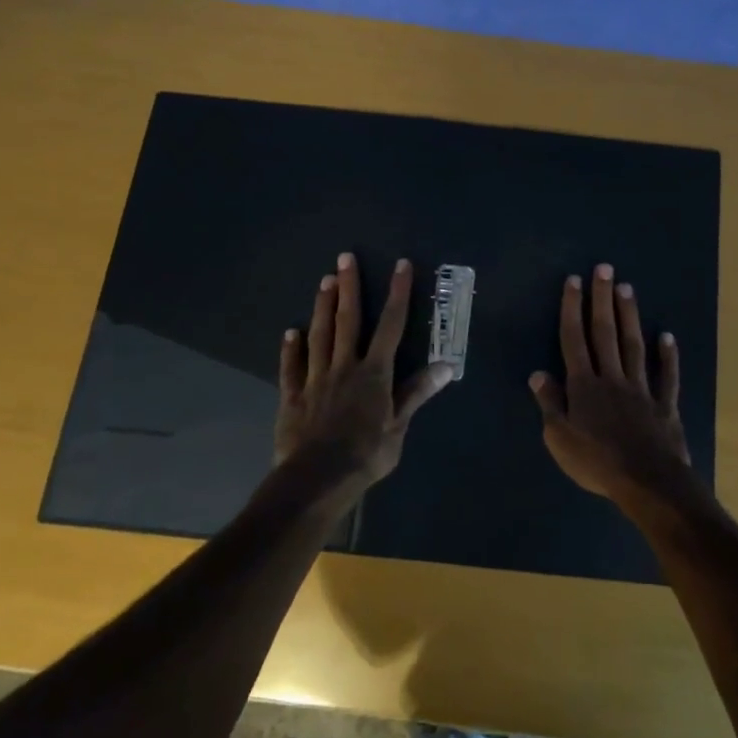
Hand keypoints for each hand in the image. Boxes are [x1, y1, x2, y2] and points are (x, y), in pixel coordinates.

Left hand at [276, 254, 453, 495]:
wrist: (317, 479)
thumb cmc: (365, 454)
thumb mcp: (399, 427)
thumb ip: (417, 393)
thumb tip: (447, 365)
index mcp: (375, 373)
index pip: (392, 326)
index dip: (398, 294)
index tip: (401, 265)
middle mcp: (345, 366)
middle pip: (349, 320)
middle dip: (349, 287)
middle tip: (344, 258)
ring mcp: (316, 379)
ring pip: (320, 336)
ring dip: (322, 307)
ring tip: (323, 281)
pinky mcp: (293, 397)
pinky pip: (292, 367)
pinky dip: (291, 349)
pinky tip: (290, 332)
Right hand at [530, 264, 693, 510]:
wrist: (648, 482)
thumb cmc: (597, 463)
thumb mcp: (560, 439)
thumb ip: (550, 404)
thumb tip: (538, 373)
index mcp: (584, 386)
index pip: (574, 340)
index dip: (572, 309)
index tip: (574, 281)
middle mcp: (612, 378)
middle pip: (605, 333)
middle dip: (602, 299)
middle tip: (604, 268)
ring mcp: (641, 389)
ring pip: (634, 346)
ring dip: (630, 316)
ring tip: (627, 288)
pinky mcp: (665, 405)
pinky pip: (666, 376)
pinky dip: (668, 356)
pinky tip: (667, 337)